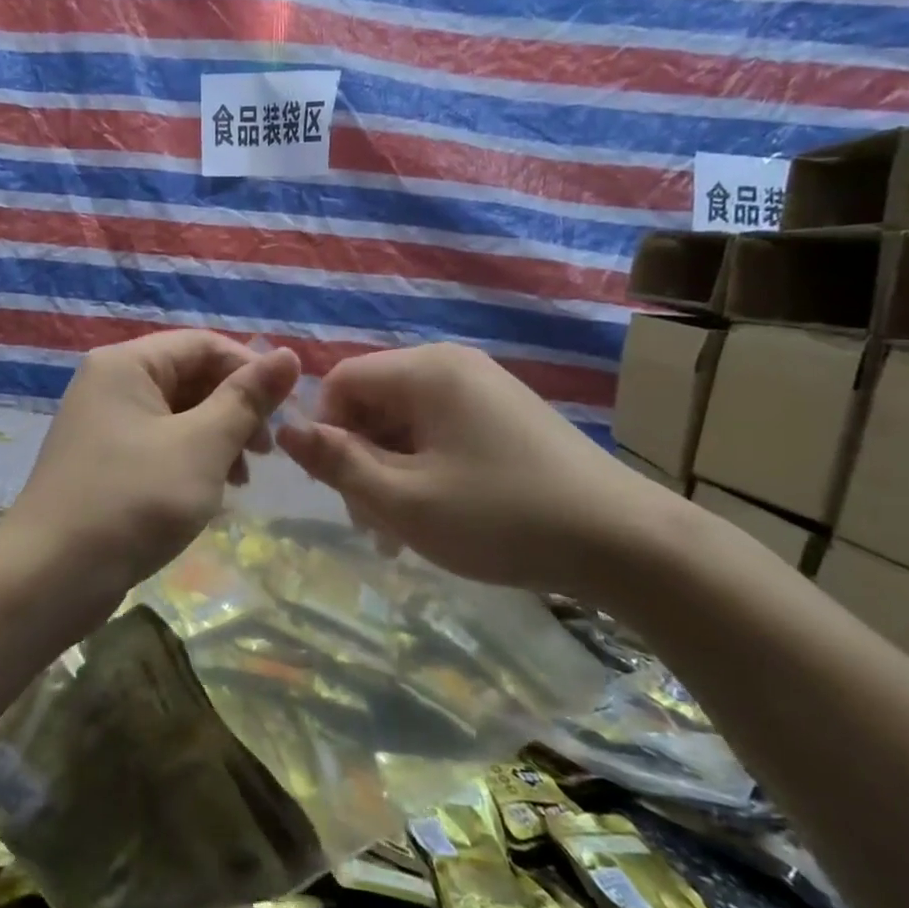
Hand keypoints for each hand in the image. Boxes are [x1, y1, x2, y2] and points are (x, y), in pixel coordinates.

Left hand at [1, 331, 300, 616]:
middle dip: (235, 410)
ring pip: (178, 415)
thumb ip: (247, 399)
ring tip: (243, 479)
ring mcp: (104, 424)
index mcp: (127, 364)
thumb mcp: (201, 446)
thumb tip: (289, 355)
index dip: (251, 370)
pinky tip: (212, 493)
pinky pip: (160, 445)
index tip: (287, 412)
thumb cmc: (132, 501)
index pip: (204, 344)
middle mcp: (110, 383)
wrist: (50, 578)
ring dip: (218, 438)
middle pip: (190, 377)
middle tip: (267, 453)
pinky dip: (192, 461)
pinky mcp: (104, 462)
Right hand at [276, 343, 679, 603]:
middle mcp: (452, 365)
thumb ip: (337, 462)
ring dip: (390, 471)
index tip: (338, 487)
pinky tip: (437, 514)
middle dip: (360, 459)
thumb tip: (284, 430)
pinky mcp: (505, 415)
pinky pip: (441, 431)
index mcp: (425, 371)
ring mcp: (483, 388)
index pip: (341, 380)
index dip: (325, 431)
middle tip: (373, 522)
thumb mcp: (403, 499)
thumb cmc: (501, 517)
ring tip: (403, 530)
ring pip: (405, 422)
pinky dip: (425, 469)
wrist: (624, 542)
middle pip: (373, 401)